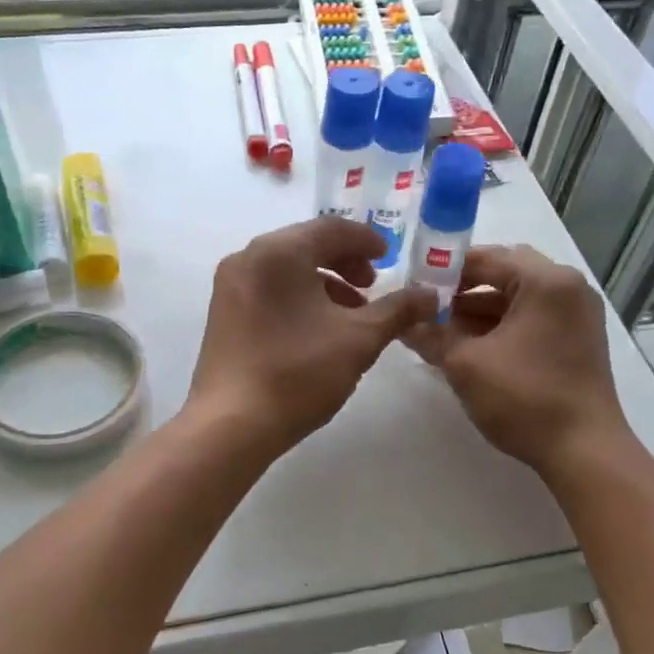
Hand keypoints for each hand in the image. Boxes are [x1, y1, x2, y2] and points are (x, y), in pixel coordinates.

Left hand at [188, 217, 437, 455]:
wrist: (232, 425)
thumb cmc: (299, 373)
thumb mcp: (360, 339)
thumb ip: (398, 310)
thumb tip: (430, 294)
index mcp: (278, 251)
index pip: (331, 228)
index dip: (366, 241)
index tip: (391, 259)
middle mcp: (247, 258)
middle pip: (306, 245)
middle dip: (345, 263)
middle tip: (373, 287)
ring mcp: (229, 287)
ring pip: (286, 270)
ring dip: (324, 283)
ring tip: (351, 315)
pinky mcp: (222, 314)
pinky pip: (268, 290)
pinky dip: (298, 298)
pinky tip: (317, 331)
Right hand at [404, 245, 632, 478]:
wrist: (583, 451)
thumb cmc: (525, 398)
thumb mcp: (465, 364)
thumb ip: (431, 335)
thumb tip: (403, 323)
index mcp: (546, 281)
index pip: (486, 258)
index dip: (445, 270)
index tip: (413, 286)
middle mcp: (568, 287)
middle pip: (505, 273)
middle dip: (463, 288)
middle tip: (428, 305)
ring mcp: (577, 314)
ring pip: (518, 297)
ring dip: (479, 309)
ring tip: (440, 329)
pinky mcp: (577, 339)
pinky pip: (532, 317)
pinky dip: (501, 325)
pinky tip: (469, 345)